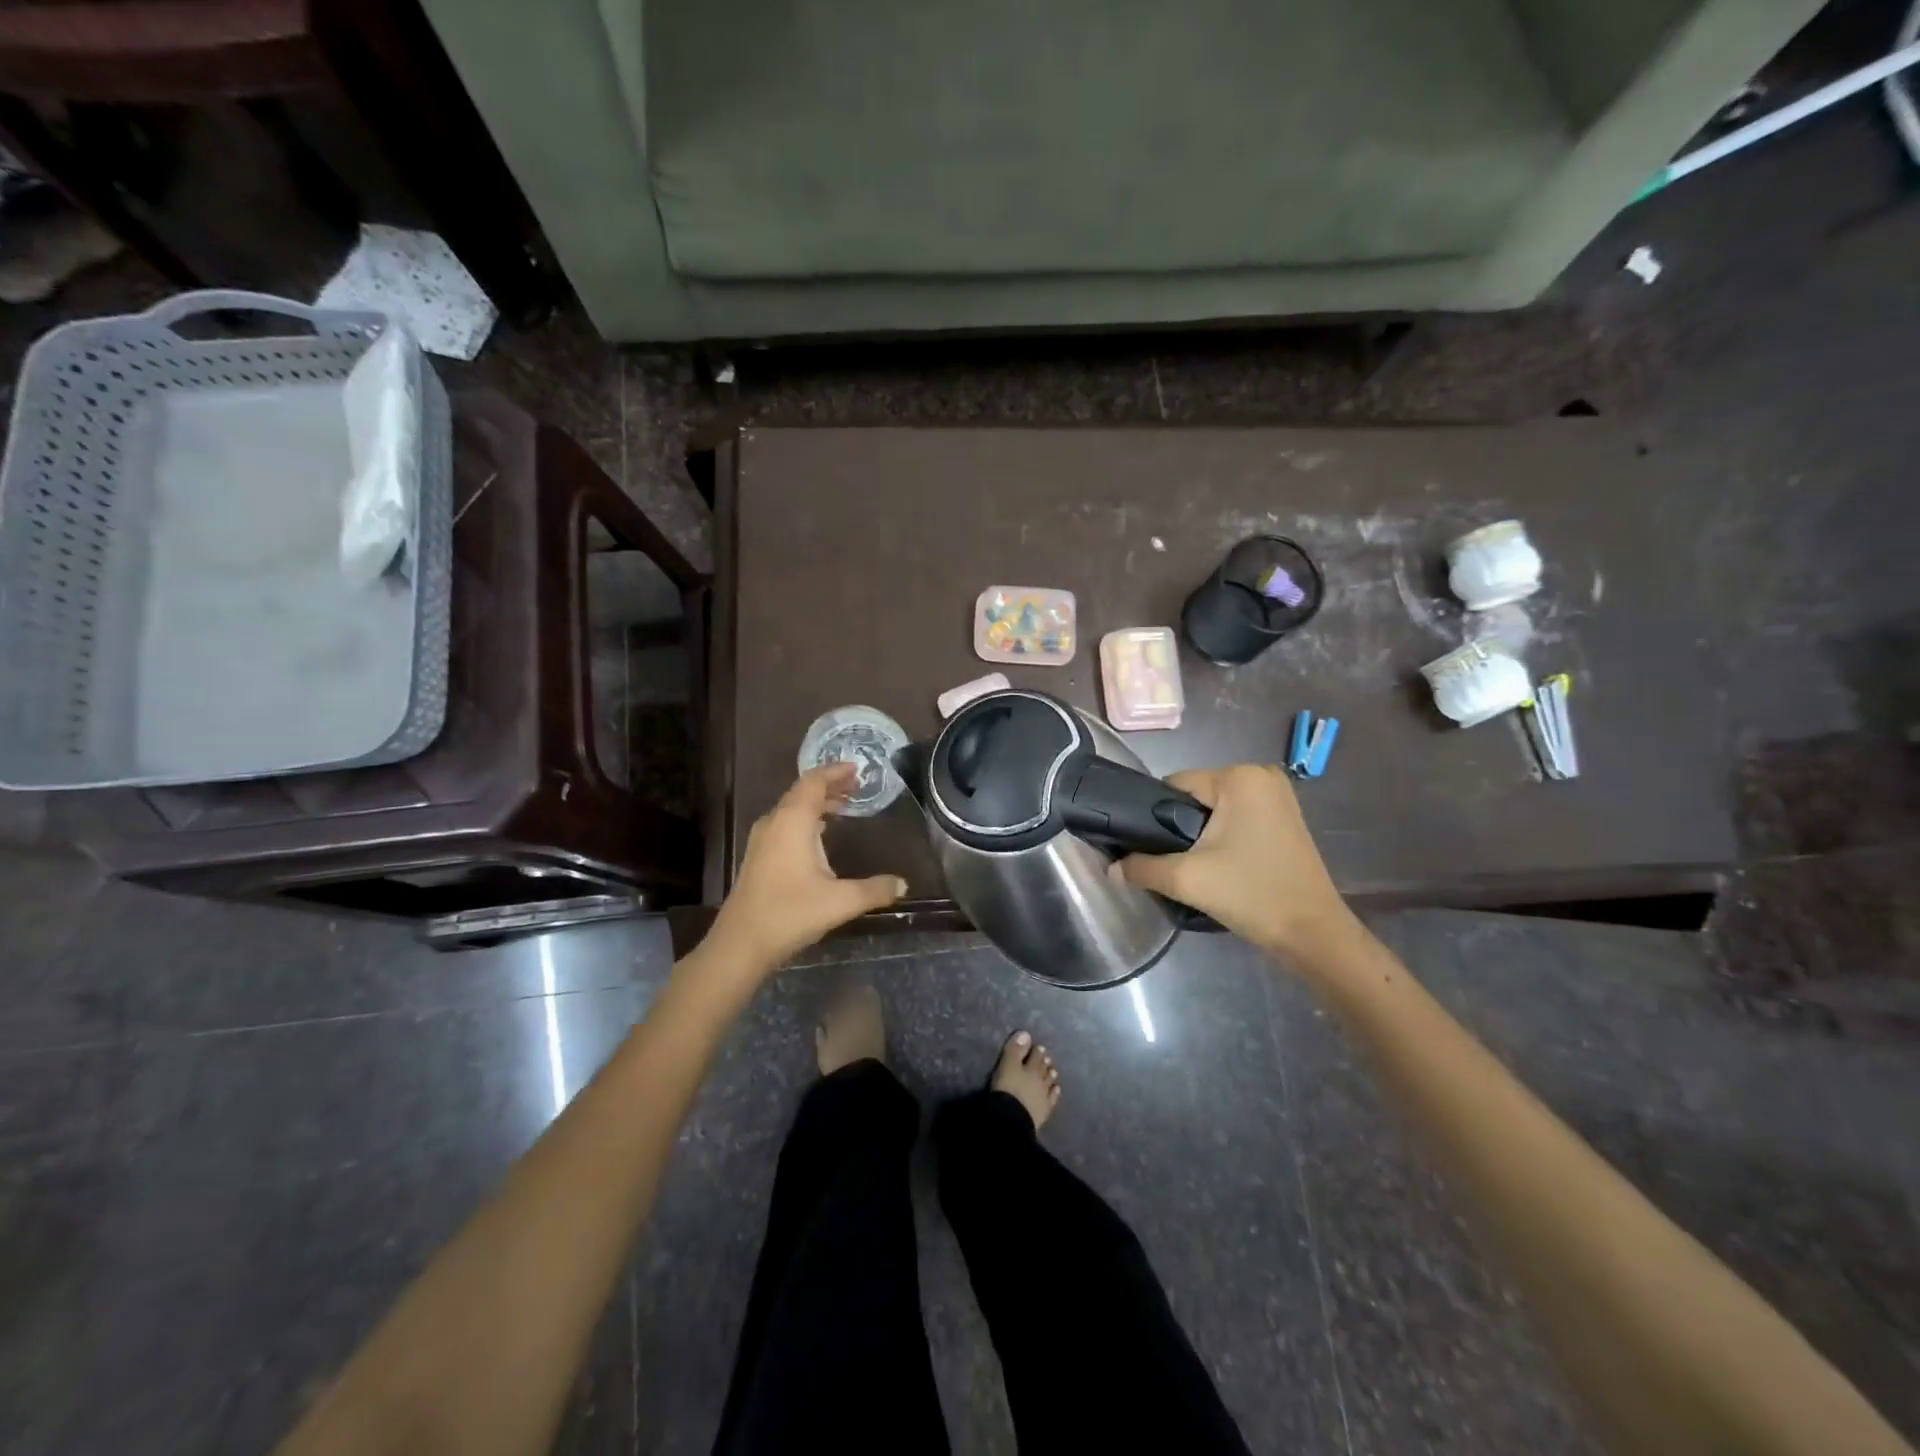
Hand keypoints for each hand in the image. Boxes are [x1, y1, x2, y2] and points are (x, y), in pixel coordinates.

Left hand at [704, 765, 908, 977]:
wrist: (741, 944)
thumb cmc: (790, 913)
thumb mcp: (841, 901)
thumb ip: (875, 890)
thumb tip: (903, 884)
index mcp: (793, 821)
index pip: (814, 782)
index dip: (835, 772)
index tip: (857, 768)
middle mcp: (775, 823)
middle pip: (802, 792)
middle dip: (829, 786)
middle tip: (856, 786)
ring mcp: (762, 840)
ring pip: (792, 809)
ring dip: (817, 804)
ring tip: (843, 806)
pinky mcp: (758, 857)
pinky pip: (785, 825)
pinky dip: (806, 820)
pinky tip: (820, 836)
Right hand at [1113, 763, 1355, 963]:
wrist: (1312, 934)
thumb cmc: (1251, 894)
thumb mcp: (1187, 880)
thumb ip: (1142, 868)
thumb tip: (1110, 868)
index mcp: (1240, 777)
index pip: (1174, 785)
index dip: (1156, 816)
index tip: (1151, 848)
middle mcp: (1261, 775)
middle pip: (1195, 796)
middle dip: (1179, 826)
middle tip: (1175, 862)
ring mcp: (1278, 796)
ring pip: (1214, 809)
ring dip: (1200, 834)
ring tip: (1195, 867)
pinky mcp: (1285, 817)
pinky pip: (1236, 817)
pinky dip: (1222, 837)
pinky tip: (1219, 864)